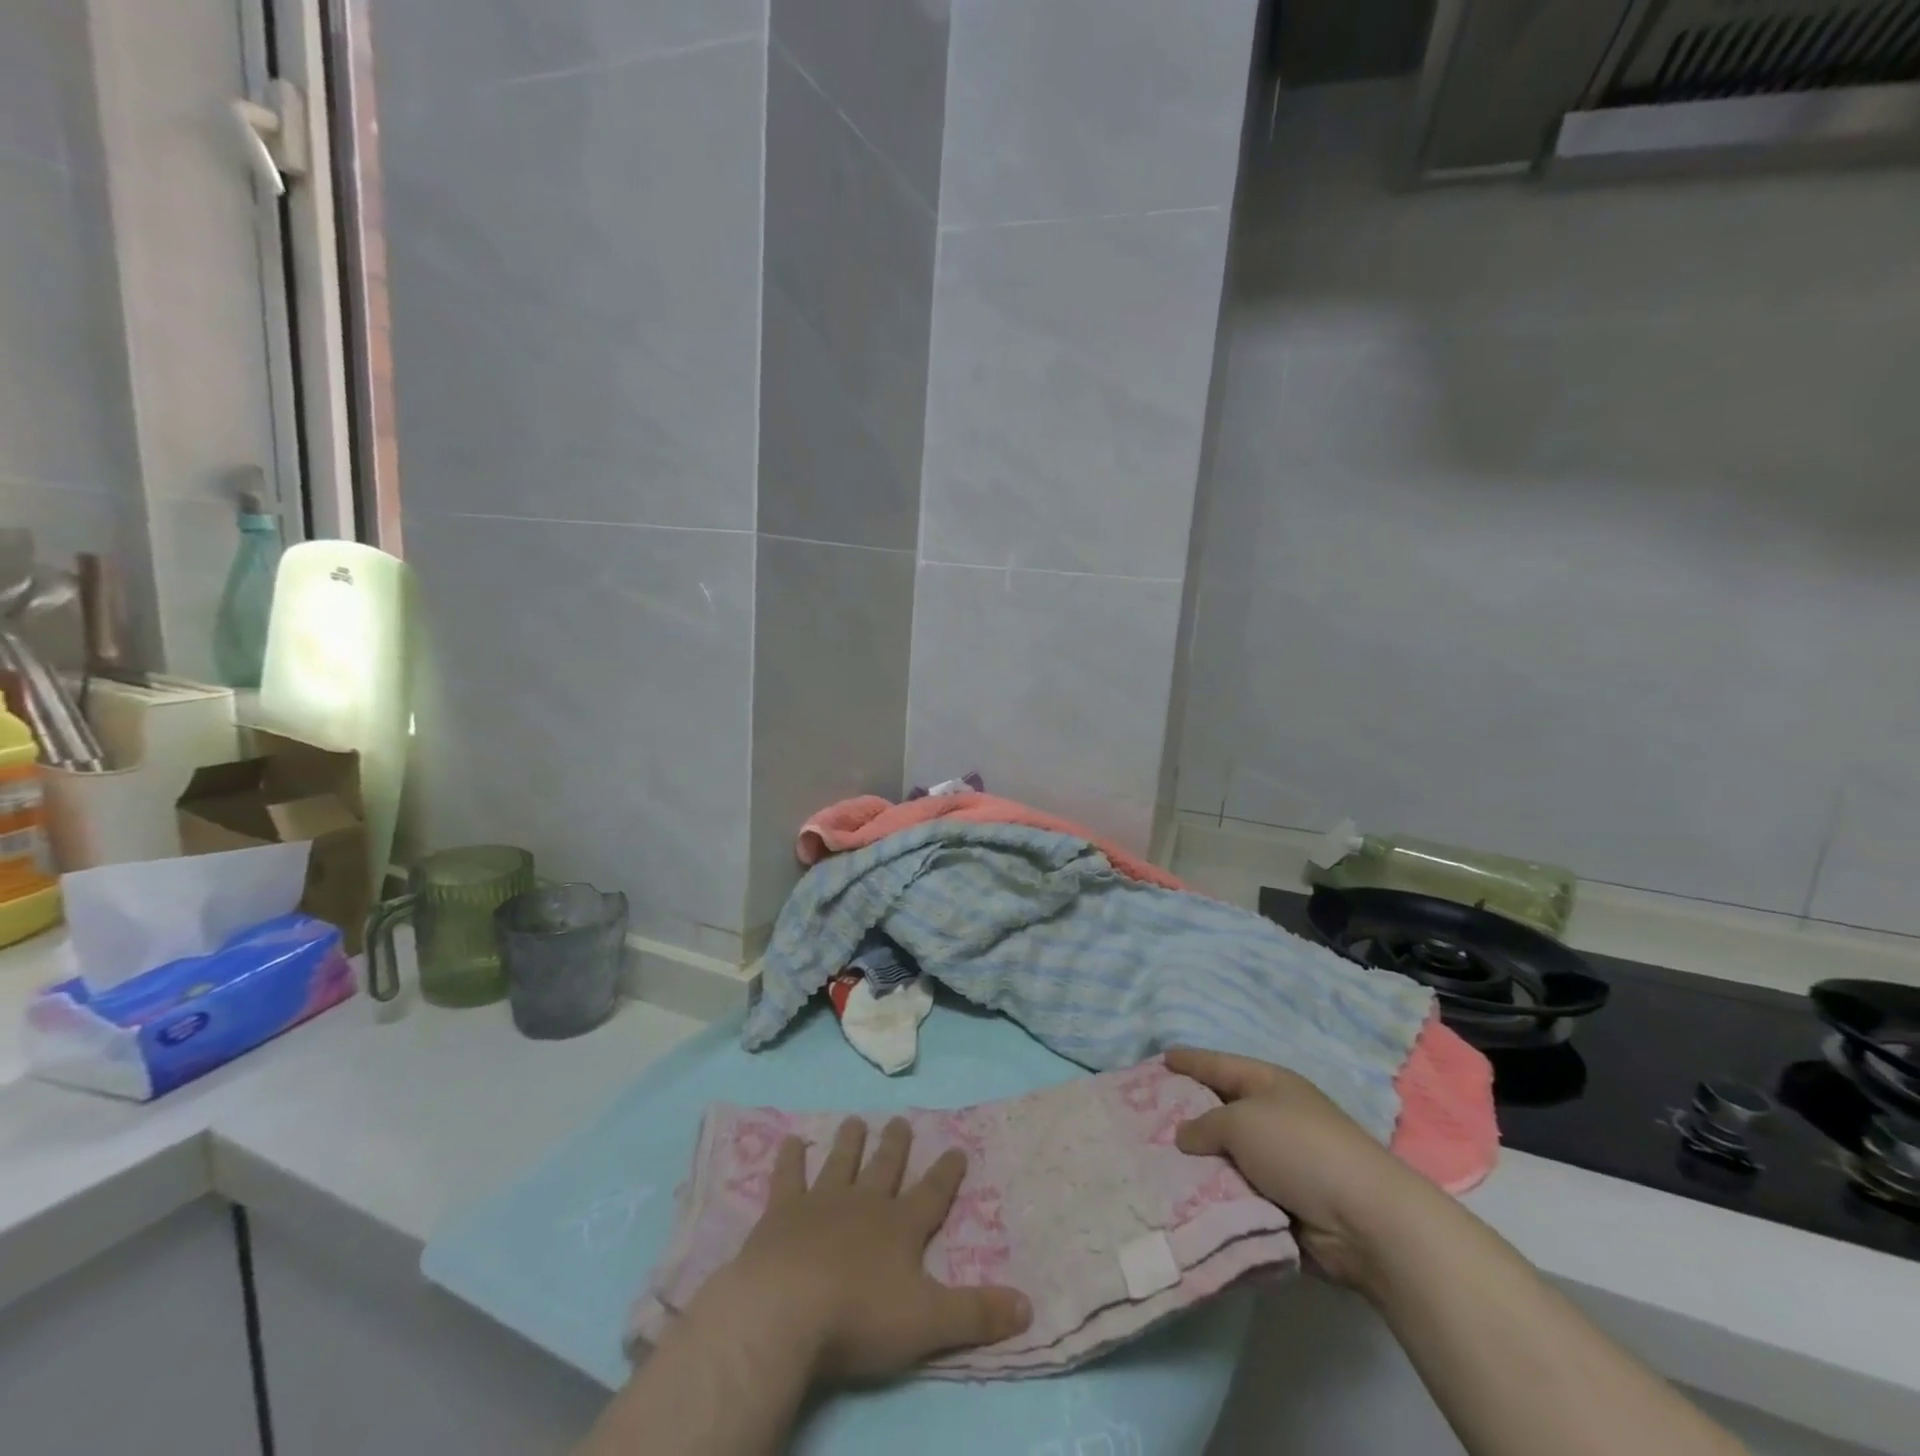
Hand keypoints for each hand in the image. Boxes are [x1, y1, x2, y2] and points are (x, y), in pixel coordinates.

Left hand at [693, 1117, 1030, 1383]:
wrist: (787, 1309)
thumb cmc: (860, 1316)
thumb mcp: (928, 1322)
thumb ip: (976, 1314)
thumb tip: (1029, 1305)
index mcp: (900, 1227)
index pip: (932, 1194)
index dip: (947, 1172)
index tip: (957, 1147)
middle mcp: (864, 1203)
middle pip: (884, 1168)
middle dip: (895, 1145)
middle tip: (900, 1120)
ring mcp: (822, 1203)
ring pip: (841, 1162)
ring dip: (849, 1142)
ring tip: (854, 1120)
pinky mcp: (782, 1213)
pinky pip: (788, 1177)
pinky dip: (790, 1158)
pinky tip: (790, 1140)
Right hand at [1168, 1047, 1441, 1292]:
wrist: (1366, 1220)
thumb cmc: (1300, 1149)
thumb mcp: (1241, 1123)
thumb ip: (1205, 1125)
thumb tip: (1184, 1136)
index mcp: (1269, 1084)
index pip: (1219, 1065)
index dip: (1190, 1061)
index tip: (1161, 1059)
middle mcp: (1275, 1116)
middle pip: (1220, 1110)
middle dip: (1186, 1114)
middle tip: (1144, 1116)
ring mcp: (1282, 1161)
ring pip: (1227, 1155)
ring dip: (1199, 1161)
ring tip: (1153, 1161)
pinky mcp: (1284, 1202)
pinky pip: (1238, 1191)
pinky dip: (1216, 1193)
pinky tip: (1183, 1197)